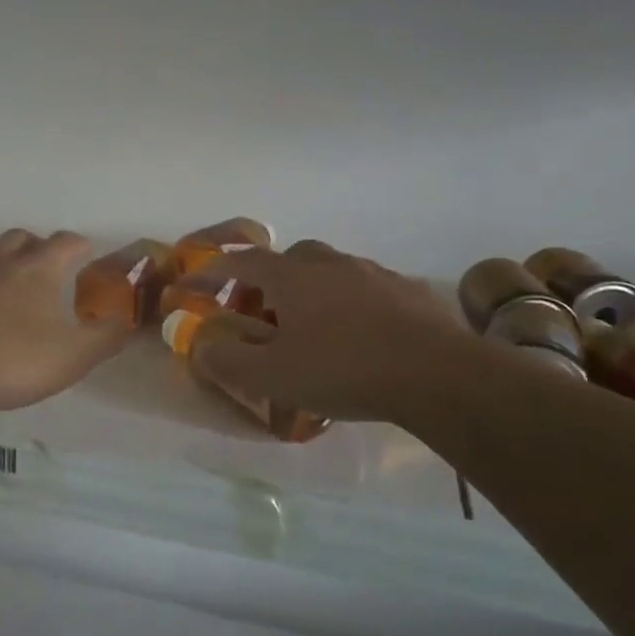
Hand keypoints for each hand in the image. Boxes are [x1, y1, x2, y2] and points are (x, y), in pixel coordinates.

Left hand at [0, 230, 130, 413]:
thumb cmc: (8, 360)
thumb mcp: (72, 358)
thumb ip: (105, 339)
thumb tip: (126, 321)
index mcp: (36, 269)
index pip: (65, 242)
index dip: (79, 245)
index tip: (85, 253)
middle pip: (19, 238)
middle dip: (34, 247)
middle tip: (41, 269)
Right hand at [194, 240, 470, 421]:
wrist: (438, 375)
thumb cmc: (344, 370)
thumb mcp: (272, 377)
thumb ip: (228, 361)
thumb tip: (199, 346)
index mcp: (292, 277)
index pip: (242, 262)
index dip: (215, 272)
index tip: (196, 285)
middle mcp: (331, 264)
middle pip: (289, 258)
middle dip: (268, 280)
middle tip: (263, 314)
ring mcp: (374, 273)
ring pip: (331, 269)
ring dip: (311, 289)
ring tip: (312, 327)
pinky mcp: (409, 291)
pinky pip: (367, 287)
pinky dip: (350, 302)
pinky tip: (359, 334)